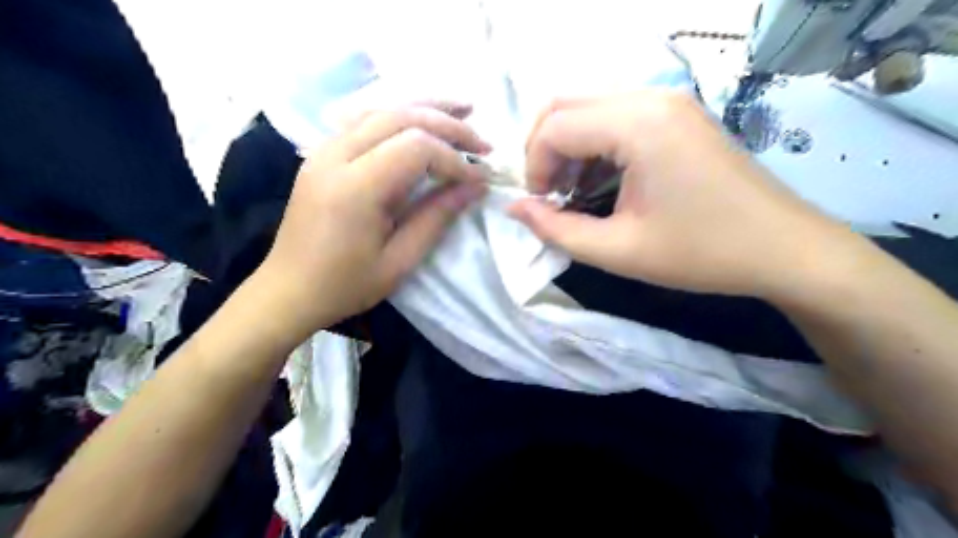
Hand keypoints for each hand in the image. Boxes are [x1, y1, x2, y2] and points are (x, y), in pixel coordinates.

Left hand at [253, 104, 486, 342]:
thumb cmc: (345, 285)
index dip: (454, 158)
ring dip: (425, 108)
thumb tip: (475, 186)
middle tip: (482, 143)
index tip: (480, 178)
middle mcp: (336, 156)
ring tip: (462, 111)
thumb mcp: (399, 261)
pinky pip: (365, 119)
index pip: (416, 148)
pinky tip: (420, 120)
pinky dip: (399, 115)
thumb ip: (437, 217)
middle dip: (447, 125)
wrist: (288, 290)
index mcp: (355, 188)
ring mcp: (324, 150)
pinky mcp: (322, 154)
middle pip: (401, 117)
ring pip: (382, 108)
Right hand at [507, 89, 852, 298]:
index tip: (540, 205)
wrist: (784, 248)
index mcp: (638, 125)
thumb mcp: (618, 251)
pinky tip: (601, 179)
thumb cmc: (701, 253)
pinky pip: (615, 115)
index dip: (533, 167)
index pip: (554, 127)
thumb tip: (513, 209)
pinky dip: (594, 143)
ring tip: (572, 191)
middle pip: (565, 105)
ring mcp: (669, 101)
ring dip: (567, 146)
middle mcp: (651, 97)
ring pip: (588, 107)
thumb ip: (556, 230)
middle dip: (543, 150)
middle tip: (549, 194)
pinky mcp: (678, 113)